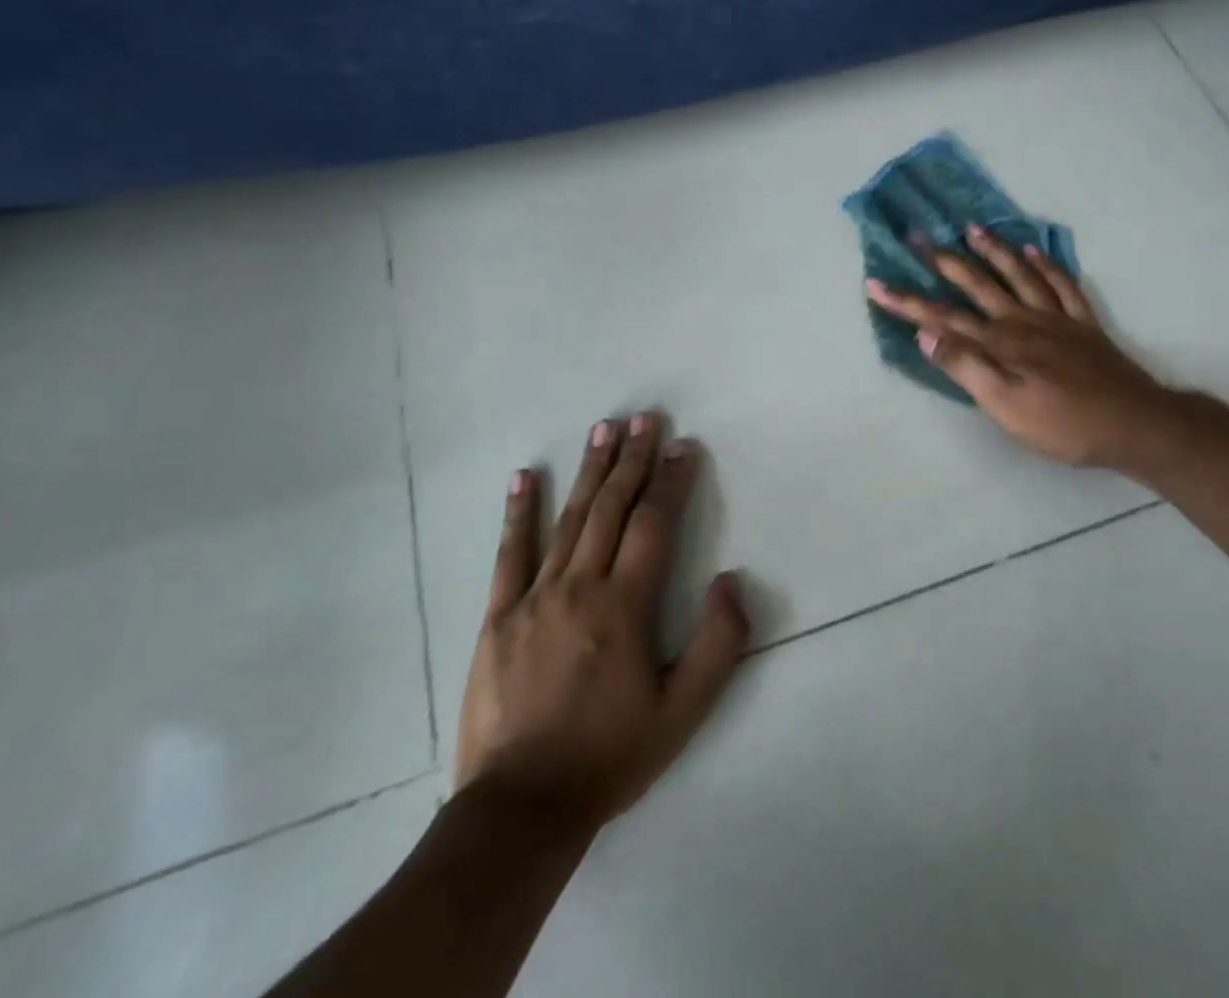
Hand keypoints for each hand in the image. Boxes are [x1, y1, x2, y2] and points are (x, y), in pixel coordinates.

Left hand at [454, 413, 748, 832]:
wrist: (520, 810)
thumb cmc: (610, 756)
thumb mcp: (684, 711)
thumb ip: (718, 643)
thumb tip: (730, 579)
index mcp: (624, 607)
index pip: (653, 525)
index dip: (671, 481)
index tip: (684, 446)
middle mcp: (579, 588)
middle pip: (610, 508)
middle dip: (632, 459)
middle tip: (645, 418)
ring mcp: (533, 599)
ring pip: (567, 520)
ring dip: (588, 471)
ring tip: (602, 429)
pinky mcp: (497, 618)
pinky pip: (509, 554)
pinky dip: (517, 512)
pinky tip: (522, 477)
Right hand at [866, 227, 1170, 471]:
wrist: (1134, 424)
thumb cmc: (1063, 424)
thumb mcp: (1005, 407)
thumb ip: (965, 367)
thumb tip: (926, 333)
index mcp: (999, 343)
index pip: (941, 317)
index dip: (906, 301)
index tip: (875, 283)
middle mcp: (1022, 321)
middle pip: (976, 285)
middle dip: (943, 261)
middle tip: (918, 235)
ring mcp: (1055, 319)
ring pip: (1017, 276)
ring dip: (992, 251)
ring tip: (971, 229)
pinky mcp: (1083, 325)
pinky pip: (1062, 286)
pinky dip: (1046, 265)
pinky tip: (1034, 251)